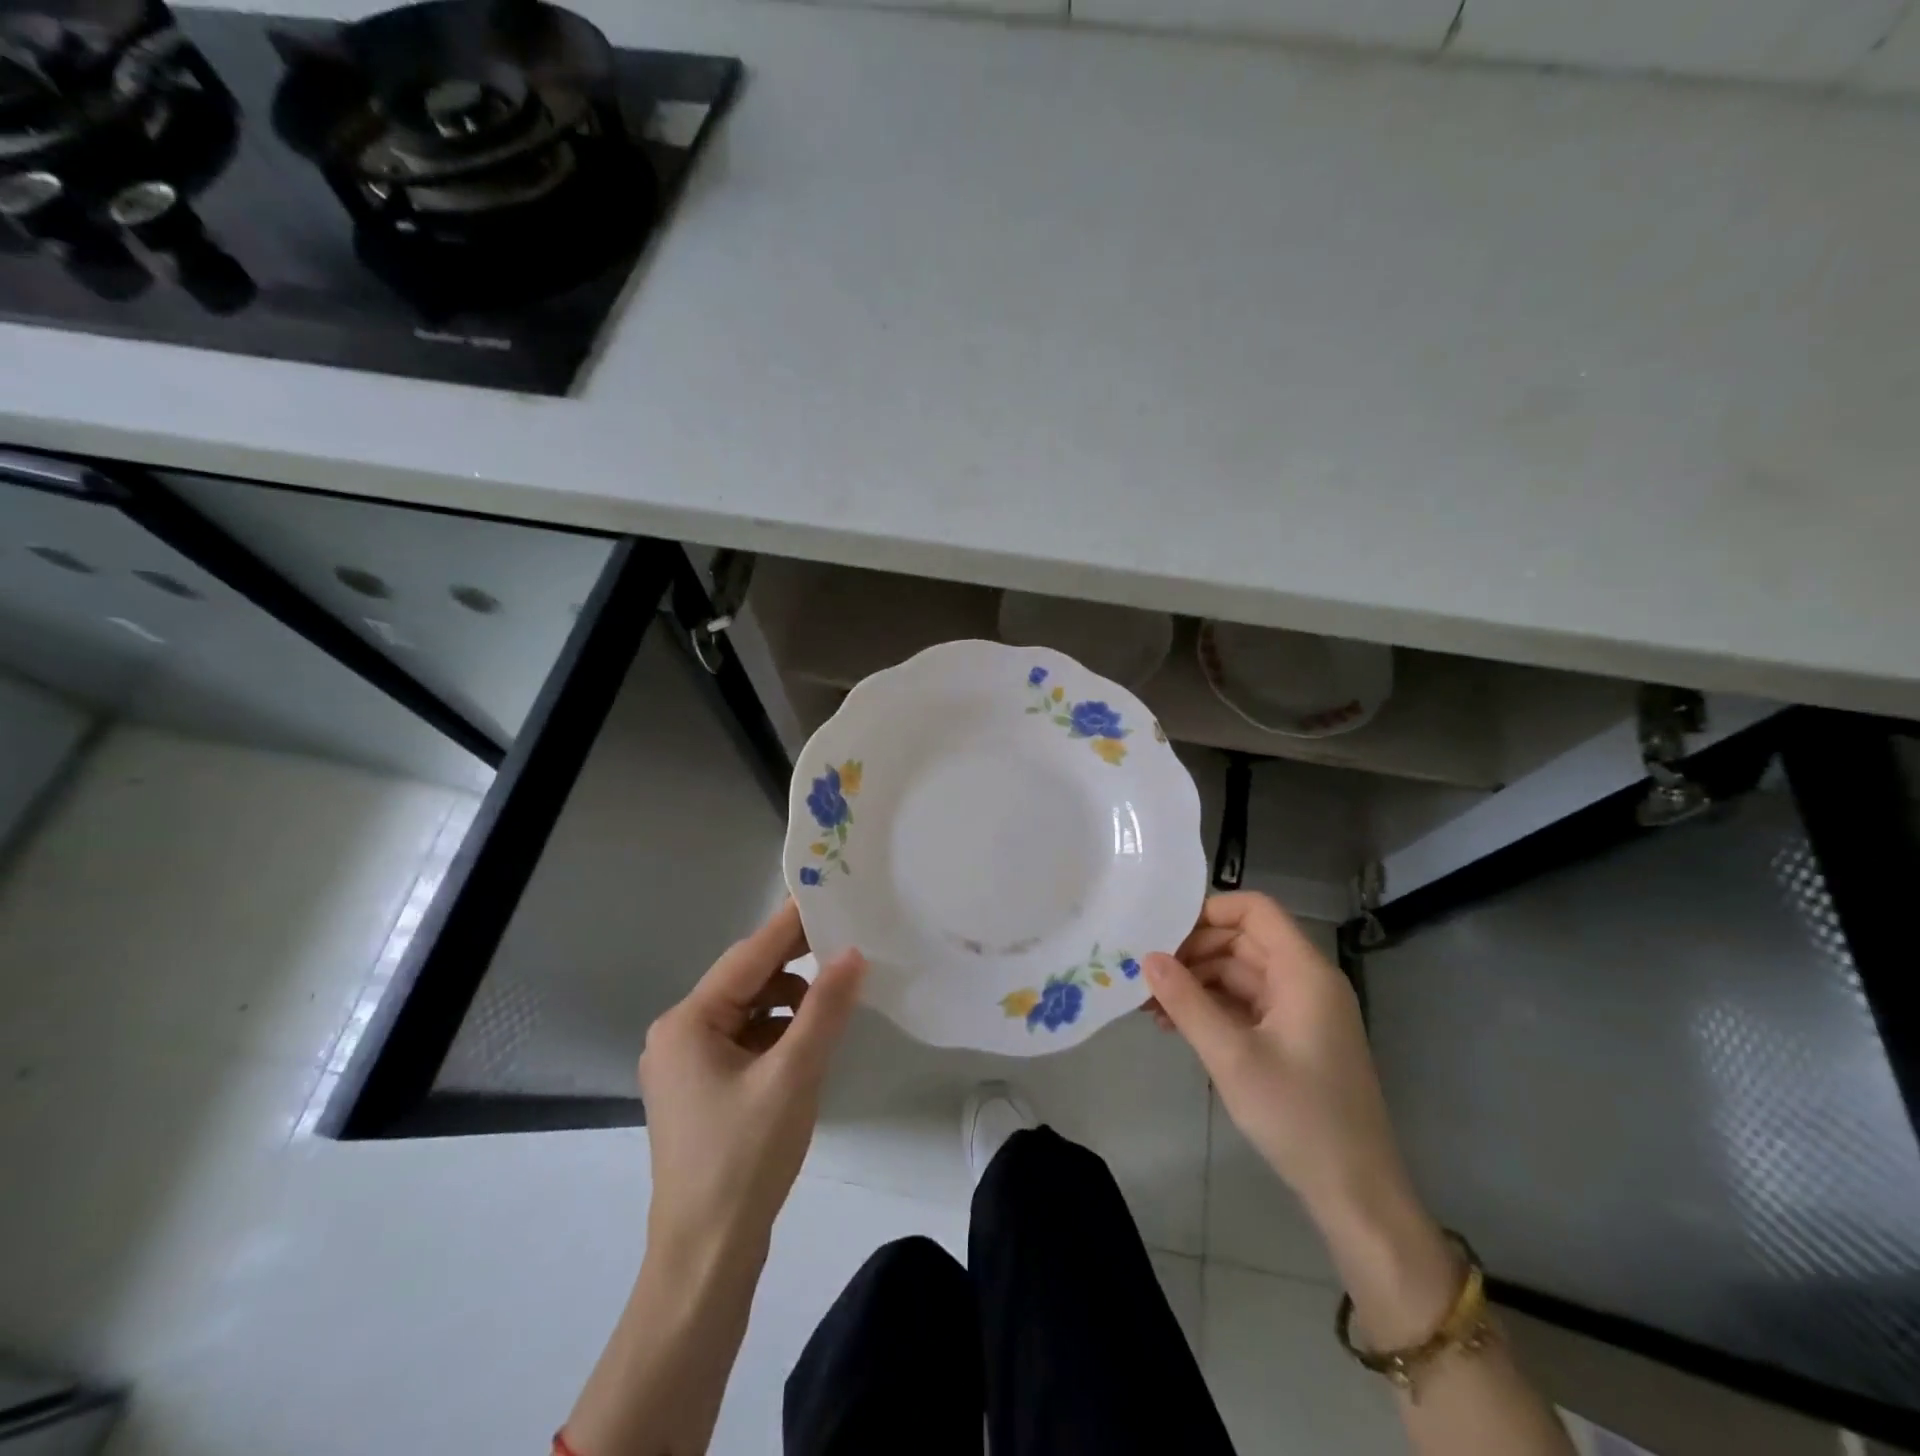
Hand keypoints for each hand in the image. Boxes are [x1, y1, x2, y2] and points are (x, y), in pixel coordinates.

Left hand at [638, 900, 866, 1267]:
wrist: (706, 1259)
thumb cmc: (744, 1159)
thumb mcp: (793, 1075)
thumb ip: (824, 1009)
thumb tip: (852, 953)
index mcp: (687, 1022)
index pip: (748, 956)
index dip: (789, 925)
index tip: (825, 892)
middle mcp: (679, 1034)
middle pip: (745, 982)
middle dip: (794, 964)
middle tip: (845, 940)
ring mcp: (687, 1065)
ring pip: (748, 1012)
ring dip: (789, 1003)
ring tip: (834, 1001)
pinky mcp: (702, 1091)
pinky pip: (745, 1041)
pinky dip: (778, 1033)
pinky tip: (809, 1042)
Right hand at [1142, 891, 1410, 1223]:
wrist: (1355, 1194)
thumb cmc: (1298, 1116)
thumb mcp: (1232, 1057)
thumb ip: (1186, 1002)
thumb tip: (1147, 958)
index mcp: (1303, 971)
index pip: (1255, 910)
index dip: (1208, 911)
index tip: (1162, 933)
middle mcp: (1305, 980)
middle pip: (1242, 940)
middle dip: (1193, 952)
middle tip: (1146, 974)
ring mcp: (1300, 1010)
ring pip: (1240, 973)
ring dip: (1196, 982)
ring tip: (1151, 1005)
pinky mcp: (1293, 1037)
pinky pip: (1246, 1004)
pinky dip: (1212, 1007)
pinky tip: (1177, 1026)